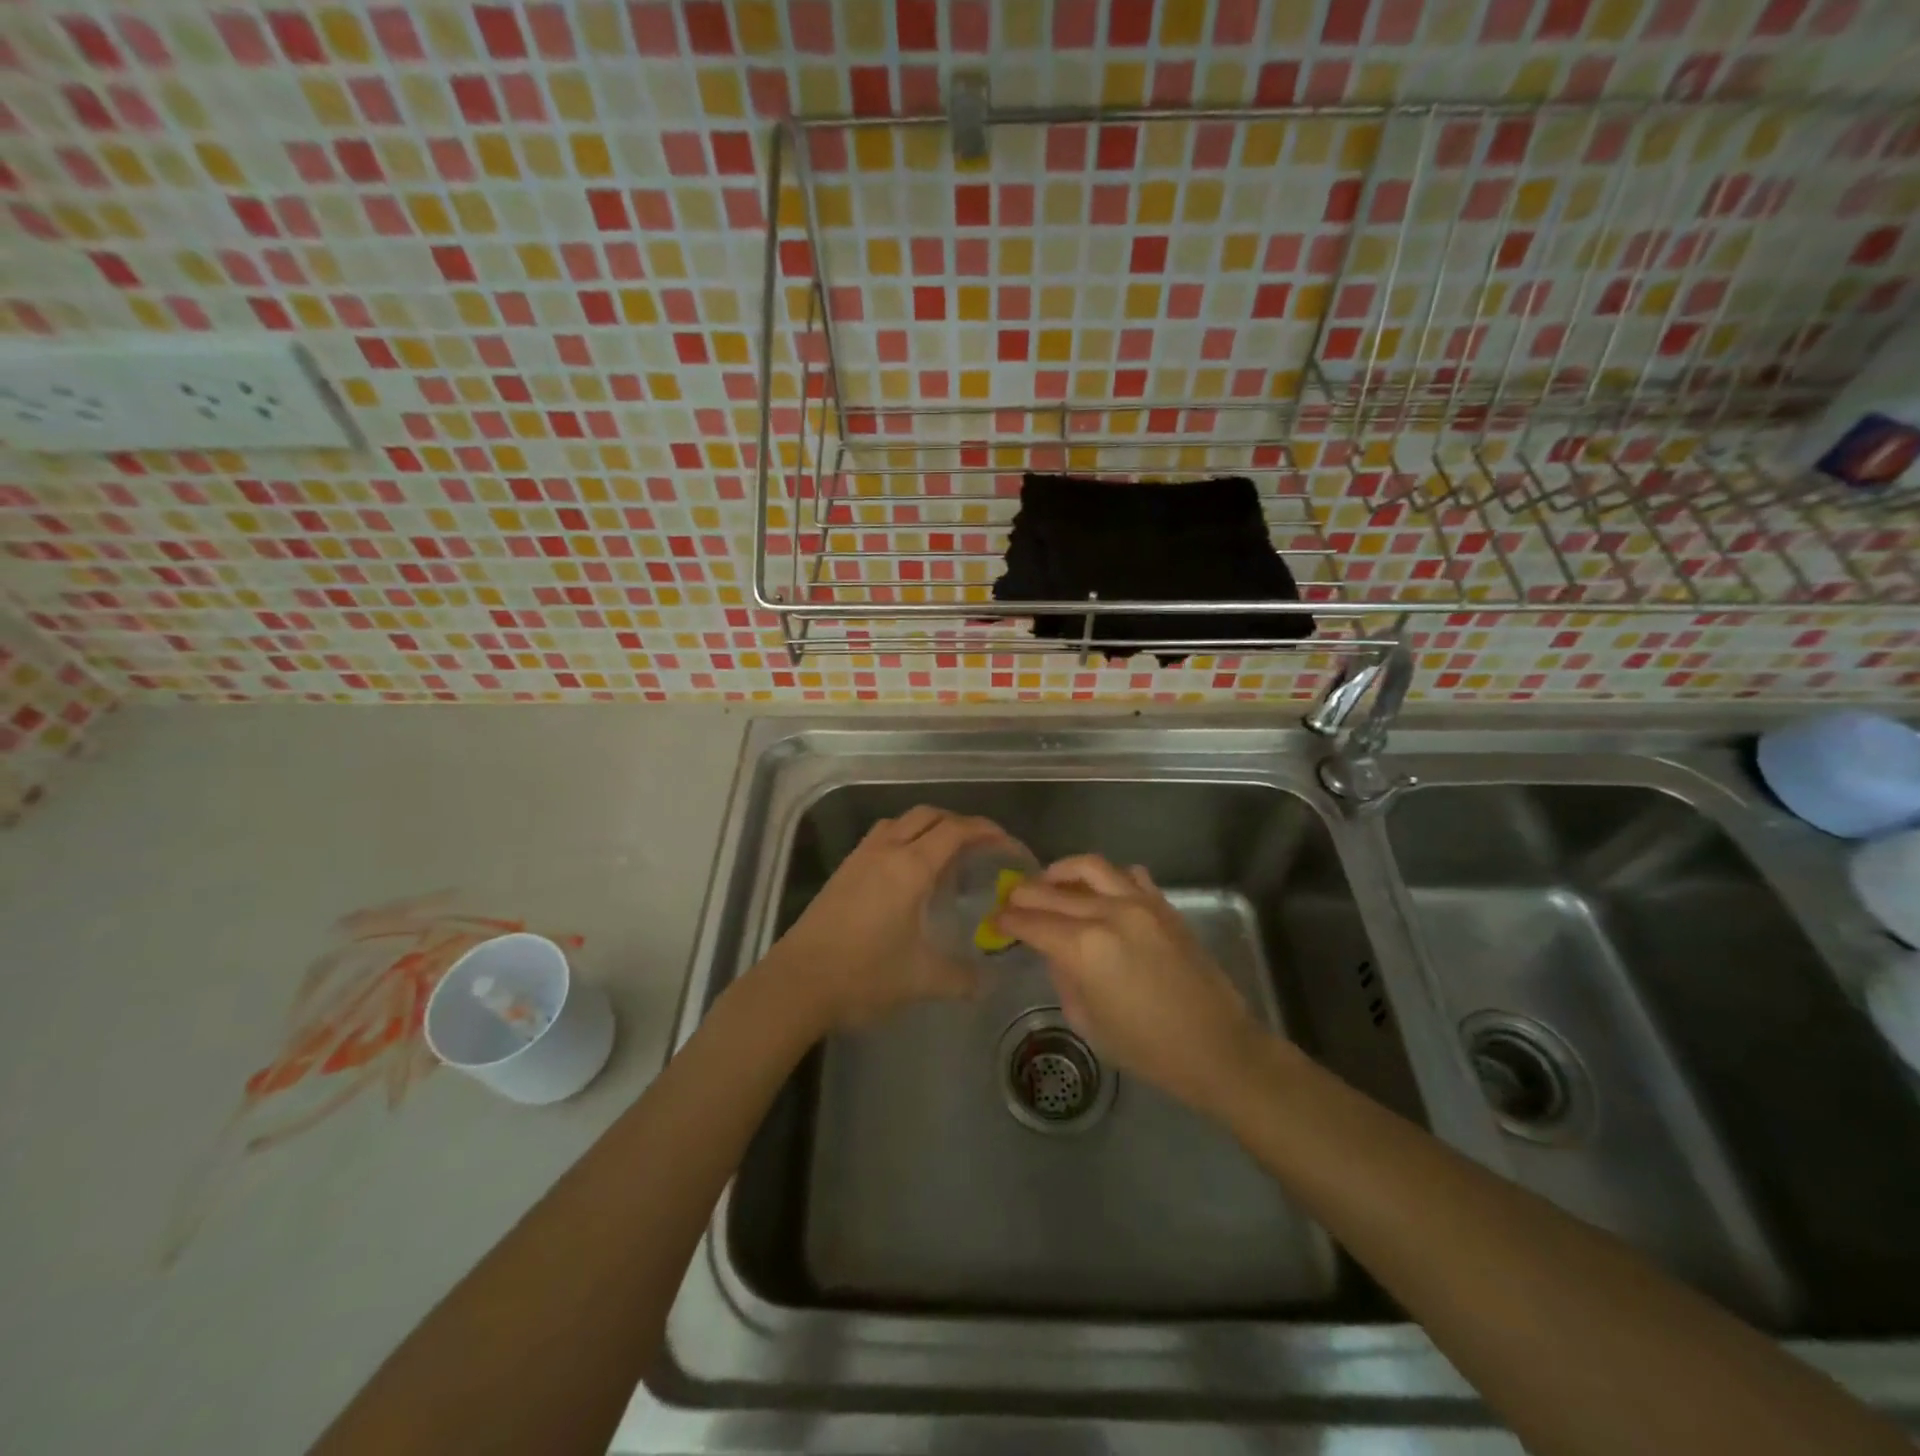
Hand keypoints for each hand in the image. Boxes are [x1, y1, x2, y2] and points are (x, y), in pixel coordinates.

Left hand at [766, 806, 1012, 1033]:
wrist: (797, 983)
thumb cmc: (864, 975)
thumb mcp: (922, 980)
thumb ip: (963, 978)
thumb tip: (989, 984)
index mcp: (911, 867)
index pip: (957, 830)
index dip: (987, 831)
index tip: (1008, 845)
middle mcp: (886, 850)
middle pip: (929, 815)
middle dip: (960, 824)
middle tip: (981, 849)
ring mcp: (860, 857)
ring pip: (901, 822)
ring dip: (928, 827)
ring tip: (946, 856)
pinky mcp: (843, 871)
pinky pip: (881, 837)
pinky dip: (904, 839)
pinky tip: (907, 874)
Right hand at [996, 855, 1269, 1115]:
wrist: (1216, 1047)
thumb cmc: (1147, 1048)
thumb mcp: (1088, 1021)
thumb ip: (1064, 977)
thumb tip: (1055, 950)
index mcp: (1084, 948)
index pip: (1031, 922)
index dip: (1006, 920)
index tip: (993, 920)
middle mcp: (1108, 913)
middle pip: (1052, 890)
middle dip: (1024, 893)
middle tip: (1010, 900)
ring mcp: (1140, 903)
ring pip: (1090, 866)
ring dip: (1062, 871)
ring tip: (1050, 882)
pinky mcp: (1164, 905)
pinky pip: (1128, 875)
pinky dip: (1108, 878)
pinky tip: (1100, 892)